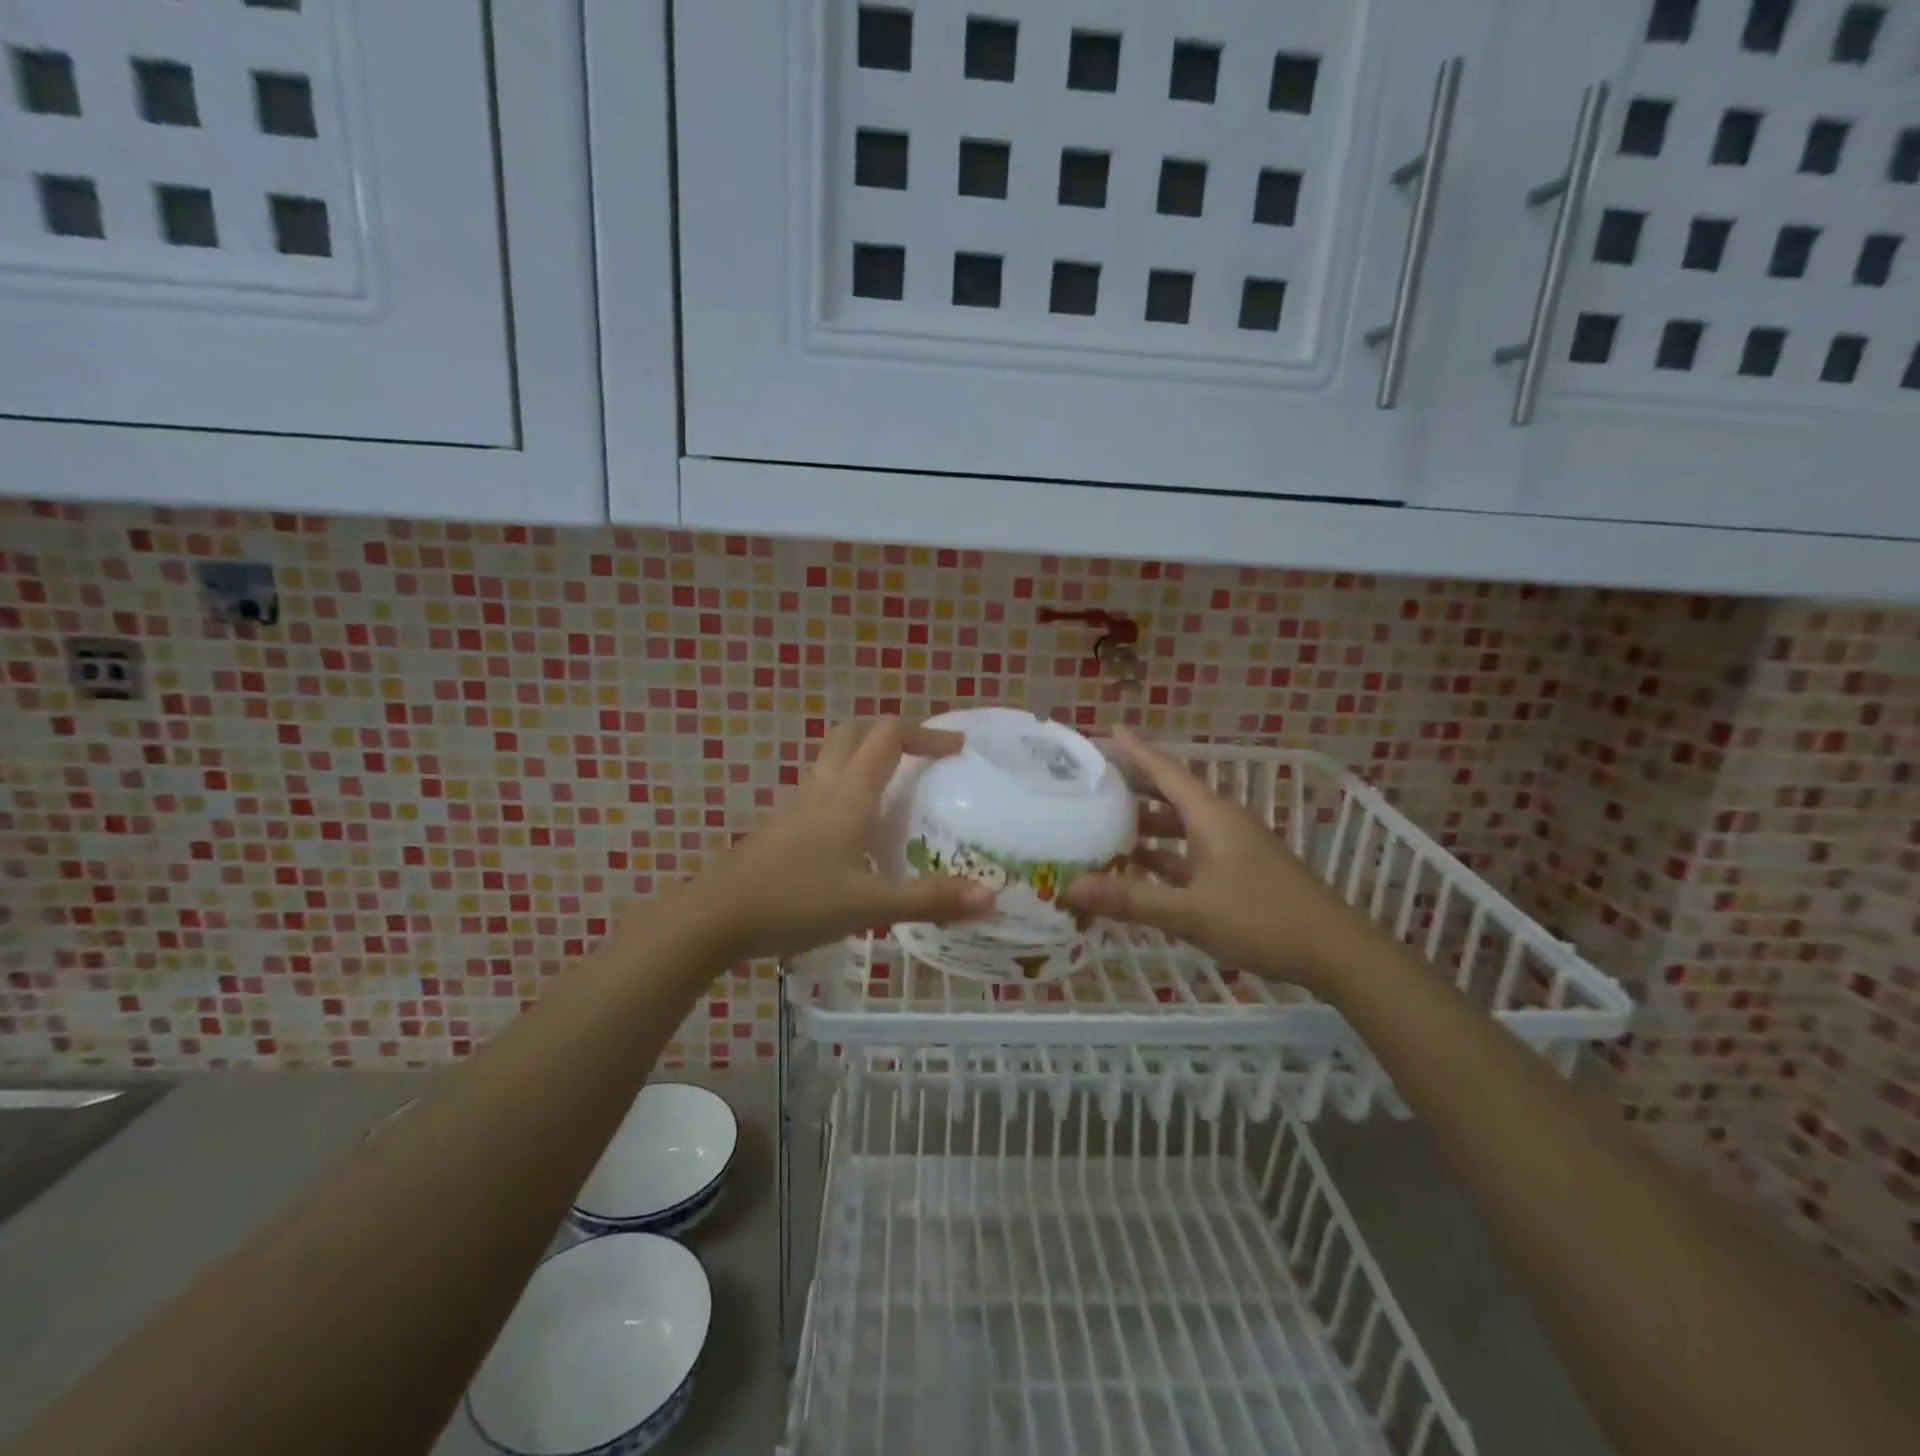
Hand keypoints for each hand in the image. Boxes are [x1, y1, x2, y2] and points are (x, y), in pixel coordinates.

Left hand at [665, 717, 993, 962]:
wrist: (716, 917)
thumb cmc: (796, 902)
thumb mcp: (870, 905)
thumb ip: (929, 900)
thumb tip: (991, 898)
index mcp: (849, 794)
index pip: (889, 736)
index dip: (927, 733)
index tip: (957, 748)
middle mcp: (823, 787)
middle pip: (854, 733)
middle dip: (891, 736)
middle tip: (922, 760)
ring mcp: (795, 804)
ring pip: (833, 760)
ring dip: (865, 760)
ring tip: (894, 795)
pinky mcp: (779, 825)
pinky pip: (819, 790)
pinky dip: (844, 790)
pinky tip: (854, 835)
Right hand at [1061, 728, 1373, 991]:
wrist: (1335, 951)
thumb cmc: (1261, 920)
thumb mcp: (1190, 911)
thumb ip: (1130, 899)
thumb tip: (1070, 886)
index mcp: (1210, 816)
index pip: (1164, 771)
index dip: (1135, 751)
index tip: (1106, 731)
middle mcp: (1220, 822)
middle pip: (1169, 794)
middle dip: (1132, 787)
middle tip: (1090, 784)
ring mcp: (1231, 847)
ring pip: (1179, 825)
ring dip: (1145, 825)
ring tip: (1103, 826)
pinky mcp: (1237, 871)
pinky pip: (1189, 852)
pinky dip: (1162, 855)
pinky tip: (1138, 868)